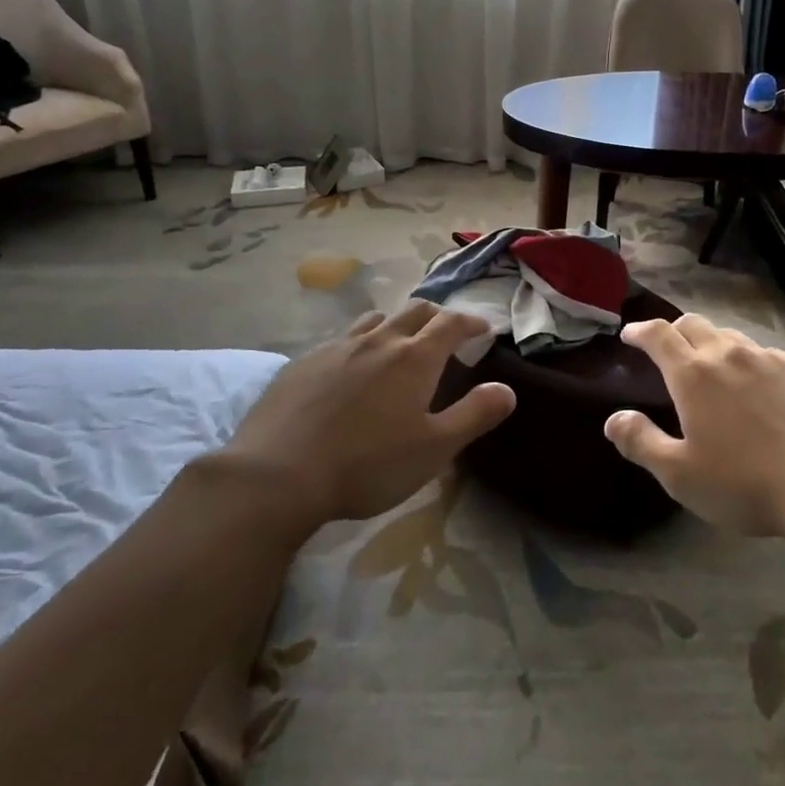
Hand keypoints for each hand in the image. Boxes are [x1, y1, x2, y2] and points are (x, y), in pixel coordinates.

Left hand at [230, 302, 515, 525]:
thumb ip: (474, 415)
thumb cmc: (367, 465)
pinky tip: (350, 370)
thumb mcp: (433, 449)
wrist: (277, 474)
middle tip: (446, 333)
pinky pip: (342, 340)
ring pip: (376, 320)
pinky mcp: (303, 362)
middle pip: (415, 310)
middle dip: (437, 316)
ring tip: (399, 345)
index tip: (484, 330)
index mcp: (414, 357)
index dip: (472, 322)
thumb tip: (507, 389)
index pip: (452, 323)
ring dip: (397, 325)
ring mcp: (337, 347)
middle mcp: (378, 340)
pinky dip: (360, 343)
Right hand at [603, 315, 784, 536]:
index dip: (640, 331)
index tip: (630, 335)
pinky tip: (762, 389)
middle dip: (674, 331)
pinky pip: (768, 355)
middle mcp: (729, 355)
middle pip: (694, 324)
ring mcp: (770, 359)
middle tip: (669, 350)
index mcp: (693, 375)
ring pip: (732, 337)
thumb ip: (641, 443)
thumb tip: (613, 419)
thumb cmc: (745, 483)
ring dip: (714, 345)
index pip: (658, 335)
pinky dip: (752, 363)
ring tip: (715, 369)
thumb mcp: (680, 475)